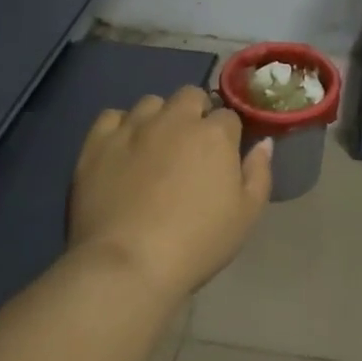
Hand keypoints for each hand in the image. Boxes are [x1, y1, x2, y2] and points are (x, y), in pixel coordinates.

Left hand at [69, 85, 272, 301]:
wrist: (129, 265)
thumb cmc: (197, 243)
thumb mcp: (246, 215)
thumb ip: (259, 172)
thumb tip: (263, 142)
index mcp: (214, 134)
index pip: (228, 116)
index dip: (227, 135)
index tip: (222, 156)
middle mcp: (175, 119)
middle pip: (190, 95)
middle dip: (195, 113)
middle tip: (191, 147)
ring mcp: (133, 127)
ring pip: (151, 103)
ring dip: (158, 117)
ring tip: (154, 146)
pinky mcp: (98, 142)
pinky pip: (111, 116)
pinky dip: (120, 127)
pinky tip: (122, 148)